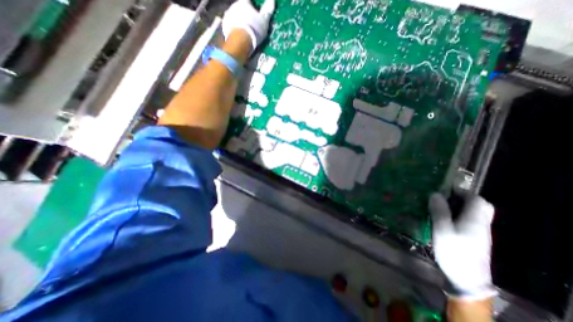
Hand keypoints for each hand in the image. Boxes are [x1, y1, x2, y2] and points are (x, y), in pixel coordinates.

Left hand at [223, 0, 275, 52]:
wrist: (239, 43)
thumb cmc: (253, 29)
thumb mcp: (264, 20)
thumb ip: (268, 10)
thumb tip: (272, 0)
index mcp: (244, 2)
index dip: (253, 3)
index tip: (257, 8)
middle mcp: (234, 6)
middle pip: (241, 7)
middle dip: (247, 13)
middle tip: (252, 21)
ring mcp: (228, 16)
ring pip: (236, 16)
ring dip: (241, 21)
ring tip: (246, 30)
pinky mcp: (225, 27)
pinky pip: (231, 25)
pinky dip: (236, 28)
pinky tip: (240, 35)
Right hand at [430, 192, 496, 300]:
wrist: (467, 279)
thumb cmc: (454, 252)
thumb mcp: (442, 230)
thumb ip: (439, 211)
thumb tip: (435, 194)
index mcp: (475, 221)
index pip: (477, 200)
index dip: (462, 191)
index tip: (445, 189)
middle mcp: (480, 225)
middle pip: (479, 206)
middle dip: (462, 198)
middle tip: (443, 197)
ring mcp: (478, 233)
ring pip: (473, 213)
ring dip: (459, 206)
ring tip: (439, 205)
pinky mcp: (473, 239)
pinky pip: (468, 221)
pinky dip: (457, 215)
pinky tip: (443, 218)